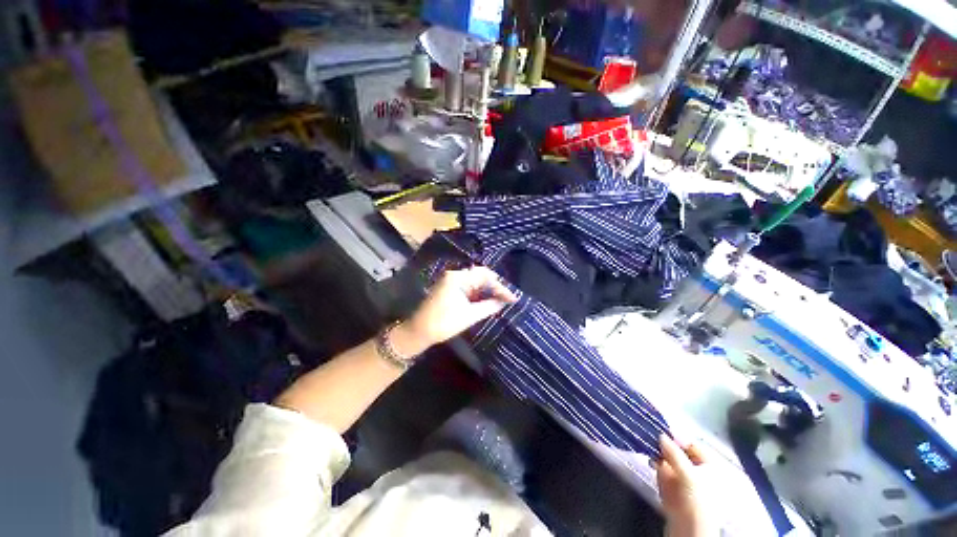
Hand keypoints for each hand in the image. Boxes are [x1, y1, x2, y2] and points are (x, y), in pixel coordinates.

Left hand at [398, 267, 516, 354]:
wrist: (419, 332)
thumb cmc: (443, 323)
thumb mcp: (469, 315)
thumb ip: (489, 306)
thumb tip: (504, 302)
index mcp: (458, 278)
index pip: (484, 276)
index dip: (500, 286)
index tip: (512, 298)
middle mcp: (454, 275)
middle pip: (480, 276)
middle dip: (494, 287)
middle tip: (508, 298)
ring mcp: (451, 282)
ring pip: (475, 283)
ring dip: (487, 291)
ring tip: (501, 301)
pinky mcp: (449, 290)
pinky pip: (468, 288)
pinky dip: (478, 295)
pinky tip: (487, 302)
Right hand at [654, 435, 712, 536]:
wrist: (688, 529)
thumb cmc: (696, 500)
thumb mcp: (688, 475)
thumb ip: (674, 454)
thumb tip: (661, 435)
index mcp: (710, 465)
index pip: (692, 444)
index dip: (677, 437)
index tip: (661, 430)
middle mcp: (698, 469)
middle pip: (679, 451)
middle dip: (665, 445)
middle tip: (651, 437)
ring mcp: (685, 478)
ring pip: (669, 459)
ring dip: (658, 453)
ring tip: (649, 449)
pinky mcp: (673, 486)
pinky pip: (663, 469)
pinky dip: (656, 464)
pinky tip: (651, 463)